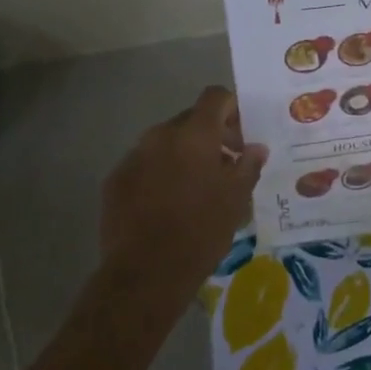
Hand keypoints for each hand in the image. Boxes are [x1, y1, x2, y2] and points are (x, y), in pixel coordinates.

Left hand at [99, 87, 267, 303]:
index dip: (232, 109)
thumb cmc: (201, 230)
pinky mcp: (115, 180)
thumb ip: (248, 165)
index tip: (241, 136)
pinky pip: (144, 165)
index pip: (215, 97)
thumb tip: (255, 148)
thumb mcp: (236, 199)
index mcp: (194, 134)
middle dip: (210, 137)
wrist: (146, 272)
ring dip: (184, 156)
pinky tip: (167, 205)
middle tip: (225, 167)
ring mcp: (133, 156)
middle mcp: (160, 135)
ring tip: (195, 189)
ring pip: (165, 143)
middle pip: (190, 120)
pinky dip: (159, 174)